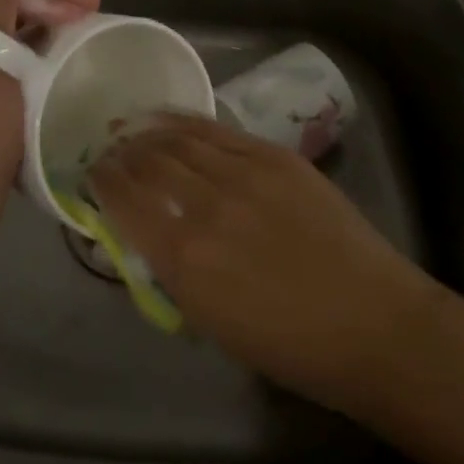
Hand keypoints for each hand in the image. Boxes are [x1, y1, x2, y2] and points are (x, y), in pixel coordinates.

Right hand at [87, 113, 442, 414]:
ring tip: (132, 129)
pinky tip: (168, 118)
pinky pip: (216, 129)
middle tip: (111, 150)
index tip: (93, 173)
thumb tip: (144, 230)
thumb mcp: (211, 320)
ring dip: (148, 133)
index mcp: (183, 258)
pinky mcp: (272, 155)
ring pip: (179, 139)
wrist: (371, 324)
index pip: (124, 201)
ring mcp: (242, 173)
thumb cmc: (290, 345)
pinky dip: (184, 121)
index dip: (102, 181)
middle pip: (148, 162)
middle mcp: (204, 206)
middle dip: (122, 154)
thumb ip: (170, 269)